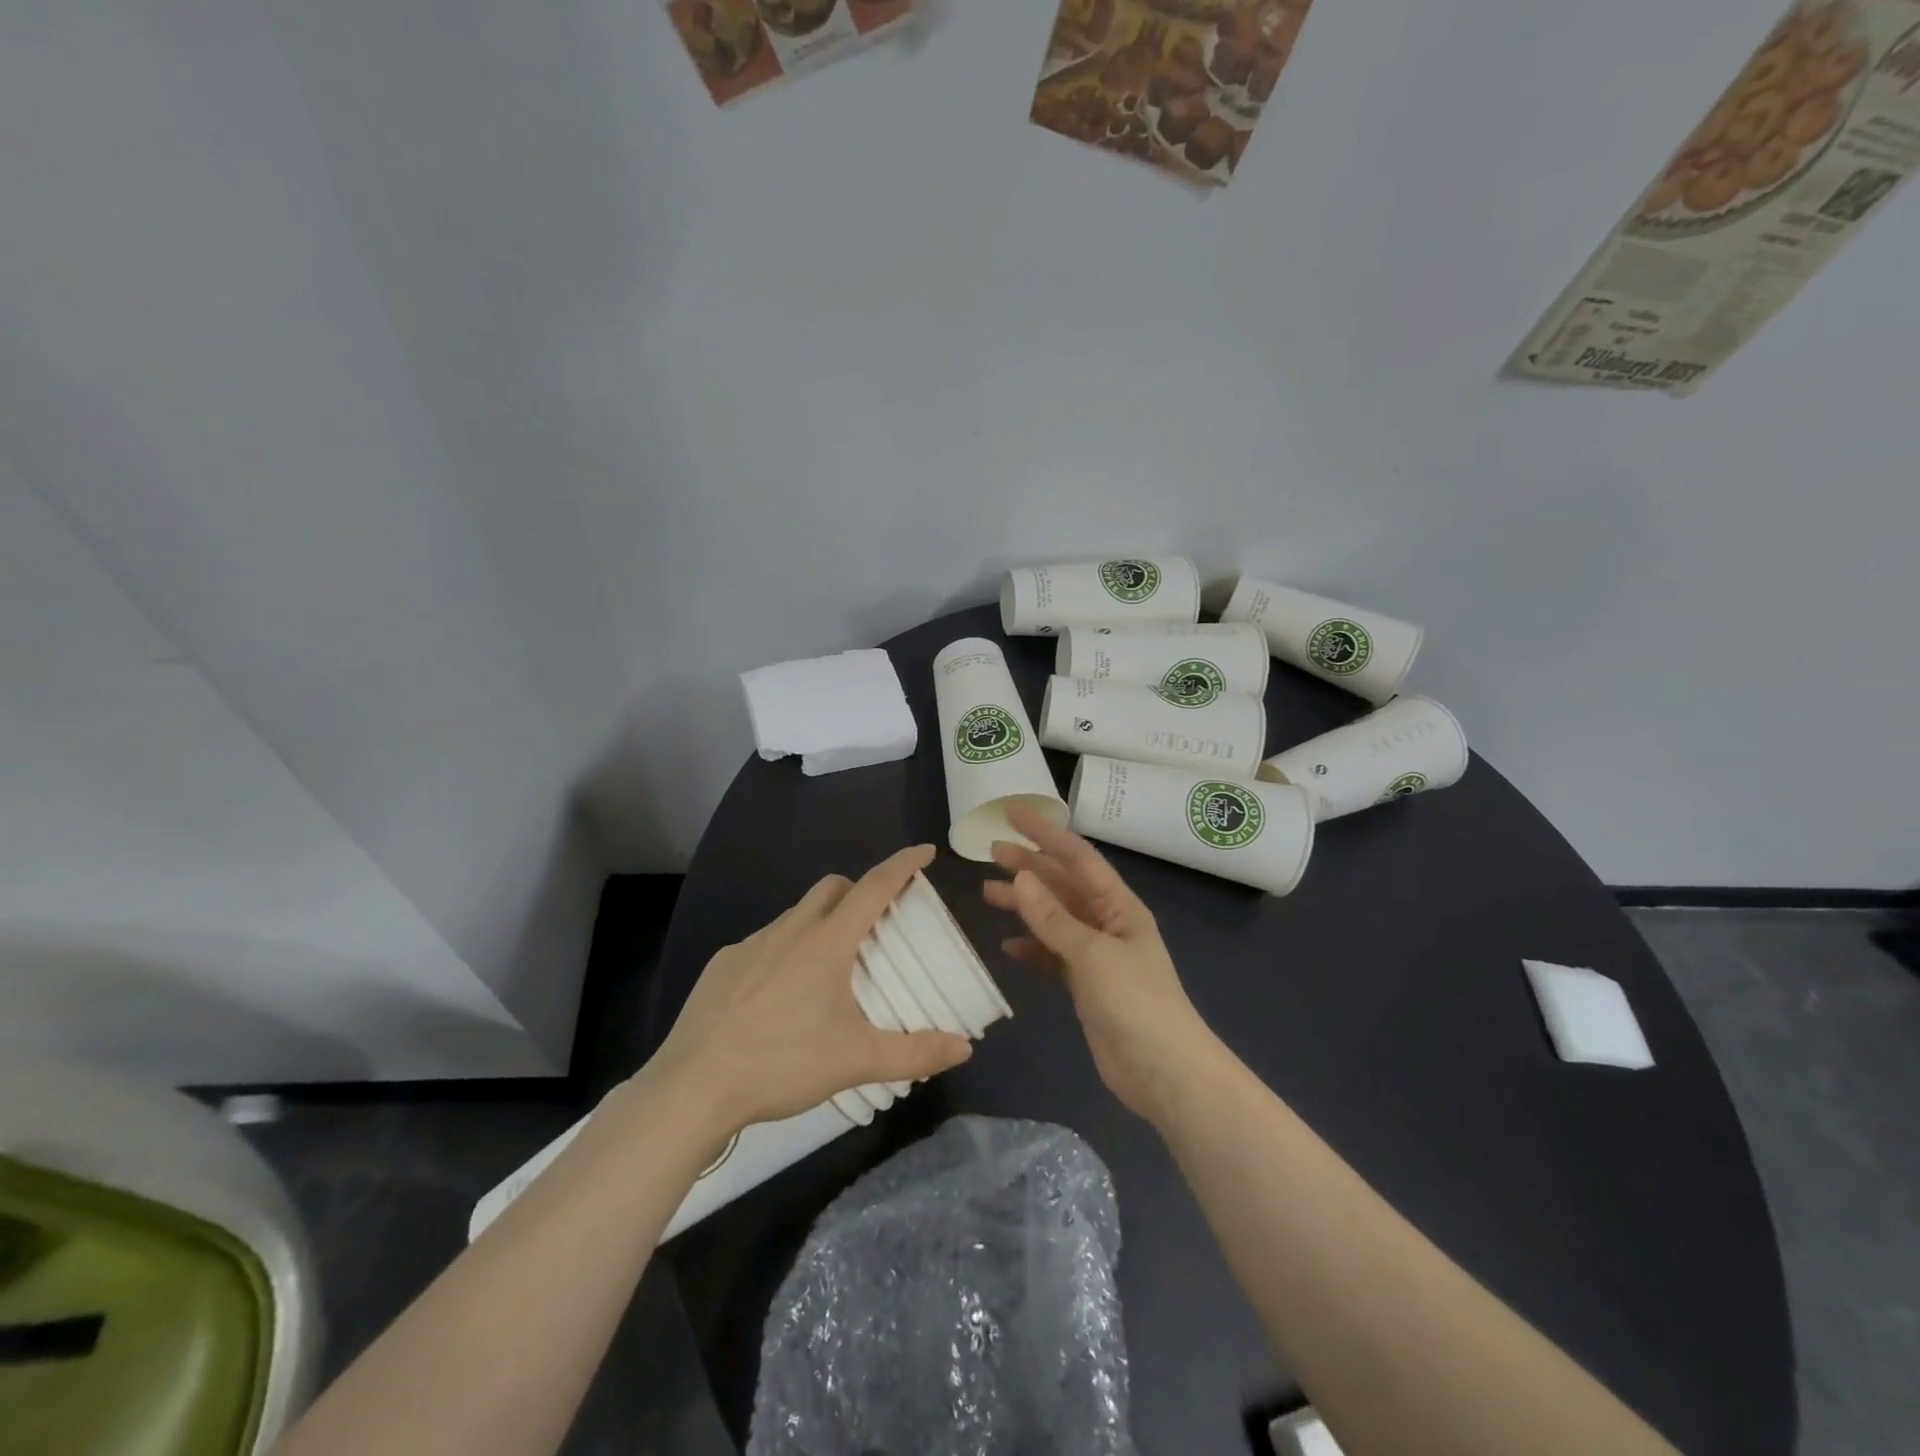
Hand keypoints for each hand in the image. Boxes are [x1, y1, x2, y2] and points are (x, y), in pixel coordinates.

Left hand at [651, 845, 971, 1138]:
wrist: (693, 1087)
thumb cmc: (782, 1063)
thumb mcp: (856, 1061)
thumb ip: (914, 1053)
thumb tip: (965, 1048)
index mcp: (827, 942)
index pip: (874, 887)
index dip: (903, 865)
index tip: (924, 850)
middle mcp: (790, 931)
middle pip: (832, 888)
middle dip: (859, 891)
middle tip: (877, 923)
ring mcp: (750, 945)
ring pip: (796, 915)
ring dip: (821, 923)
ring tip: (831, 967)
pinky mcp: (722, 966)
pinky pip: (764, 943)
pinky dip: (785, 951)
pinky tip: (781, 995)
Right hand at [983, 806, 1217, 1122]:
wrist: (1166, 1074)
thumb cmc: (1136, 1004)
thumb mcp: (1092, 955)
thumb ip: (1053, 918)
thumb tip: (1019, 877)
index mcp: (1119, 906)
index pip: (1077, 857)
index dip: (1045, 832)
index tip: (1011, 813)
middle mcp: (1108, 922)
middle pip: (1063, 884)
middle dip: (1028, 866)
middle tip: (989, 853)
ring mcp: (1097, 955)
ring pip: (1054, 918)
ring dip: (1024, 905)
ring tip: (986, 893)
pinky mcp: (1087, 985)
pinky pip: (1053, 955)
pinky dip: (1032, 948)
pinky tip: (1008, 947)